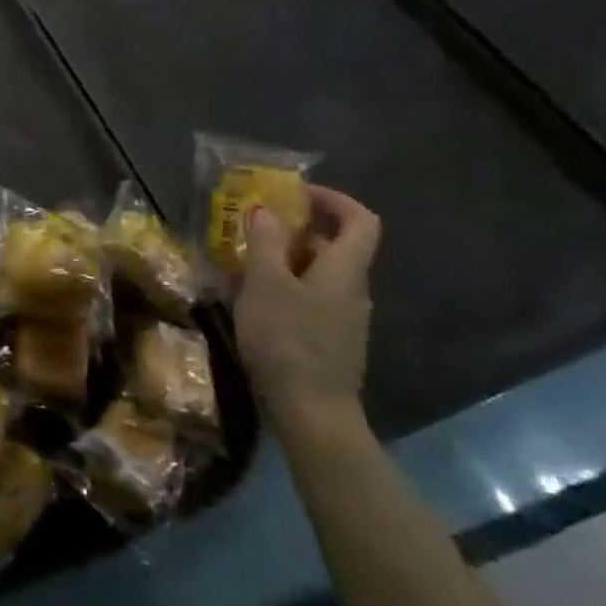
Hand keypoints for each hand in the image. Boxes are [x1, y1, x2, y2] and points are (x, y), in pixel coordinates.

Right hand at [232, 186, 381, 432]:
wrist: (311, 412)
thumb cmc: (289, 340)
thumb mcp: (267, 284)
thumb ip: (267, 243)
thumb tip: (267, 210)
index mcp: (345, 270)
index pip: (360, 220)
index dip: (334, 199)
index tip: (298, 193)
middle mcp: (352, 290)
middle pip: (335, 247)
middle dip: (297, 230)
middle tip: (257, 227)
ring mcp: (343, 320)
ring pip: (318, 275)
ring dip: (286, 261)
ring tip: (244, 262)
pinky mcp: (329, 342)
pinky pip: (309, 300)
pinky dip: (285, 290)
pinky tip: (253, 301)